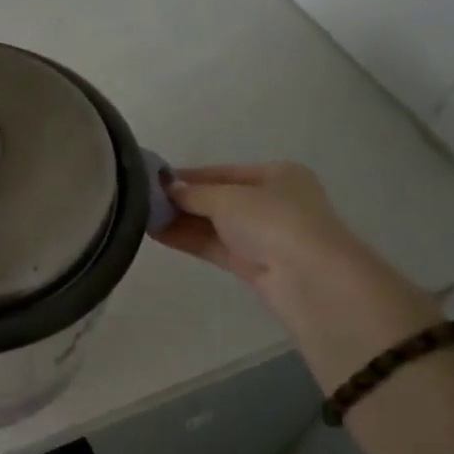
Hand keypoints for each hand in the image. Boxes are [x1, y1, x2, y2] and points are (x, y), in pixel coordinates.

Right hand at [155, 162, 356, 285]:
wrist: (311, 280)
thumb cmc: (274, 222)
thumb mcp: (228, 198)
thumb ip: (194, 192)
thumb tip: (167, 188)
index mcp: (277, 175)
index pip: (223, 172)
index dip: (188, 175)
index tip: (152, 179)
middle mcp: (272, 202)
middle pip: (217, 198)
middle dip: (182, 200)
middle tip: (141, 200)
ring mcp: (263, 235)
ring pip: (214, 224)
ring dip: (180, 221)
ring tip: (141, 217)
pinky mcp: (253, 264)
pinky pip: (214, 246)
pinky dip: (188, 239)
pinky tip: (157, 234)